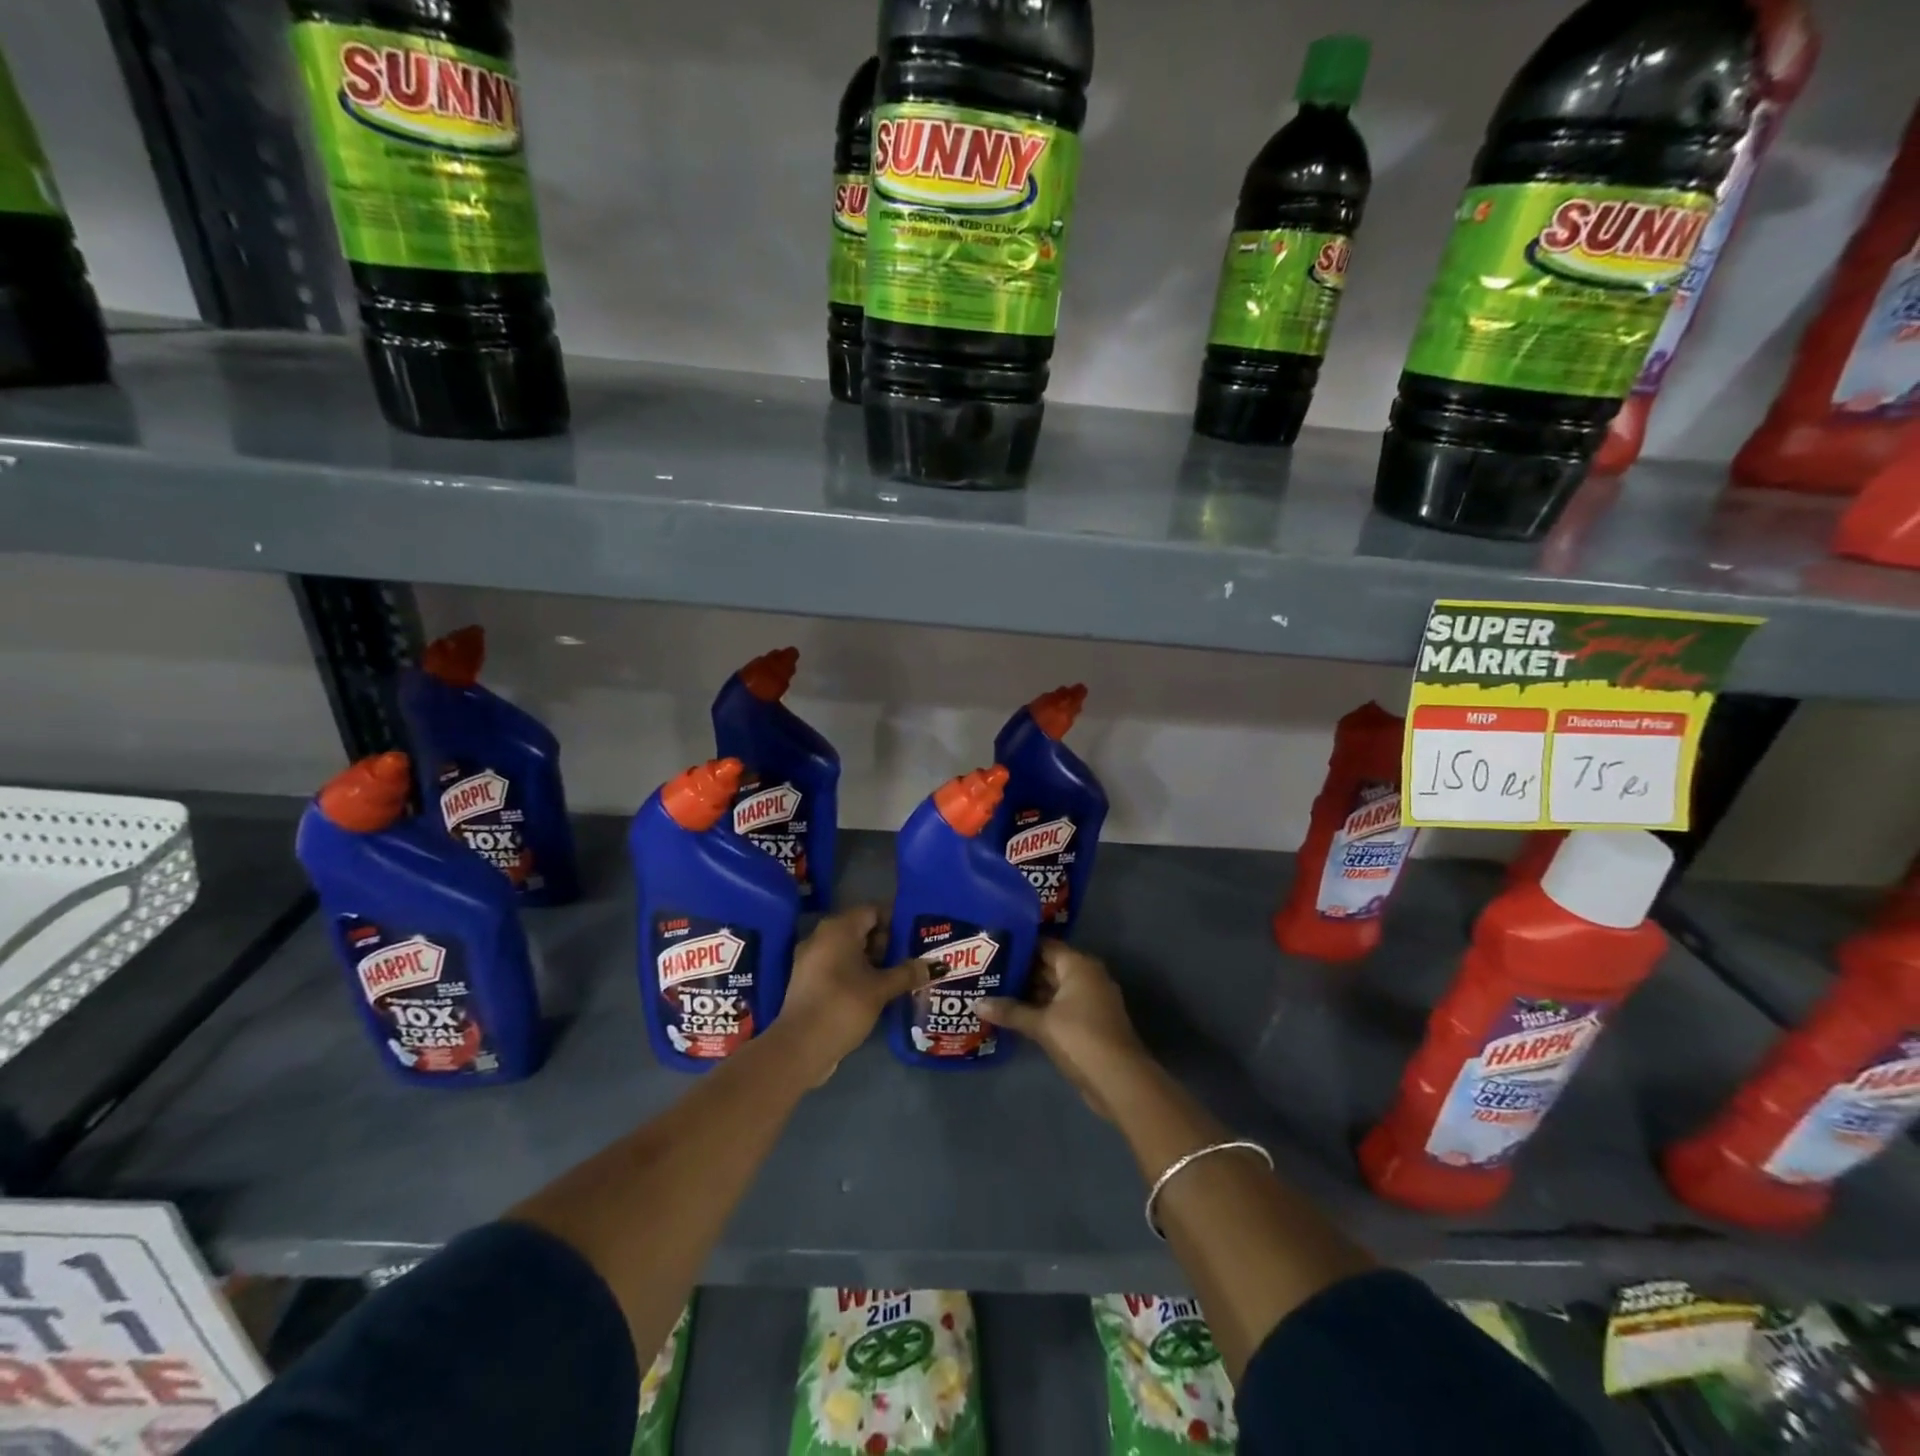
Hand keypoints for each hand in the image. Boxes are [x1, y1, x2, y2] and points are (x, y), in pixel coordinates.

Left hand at [775, 905, 926, 1081]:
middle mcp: (822, 936)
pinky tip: (877, 991)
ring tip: (900, 976)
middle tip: (913, 958)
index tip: (916, 936)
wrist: (799, 1047)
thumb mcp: (880, 989)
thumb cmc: (843, 1006)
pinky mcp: (808, 982)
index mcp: (838, 928)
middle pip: (862, 929)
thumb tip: (935, 965)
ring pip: (850, 950)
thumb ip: (907, 973)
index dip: (896, 921)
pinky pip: (838, 967)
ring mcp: (811, 959)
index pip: (873, 910)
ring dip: (874, 961)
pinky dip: (857, 974)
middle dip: (888, 943)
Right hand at [978, 941, 1151, 1120]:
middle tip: (987, 972)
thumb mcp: (1041, 1024)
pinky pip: (1059, 1008)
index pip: (1045, 946)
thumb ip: (1010, 1011)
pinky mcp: (1088, 1023)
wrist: (1119, 1081)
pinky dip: (1040, 1010)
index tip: (993, 949)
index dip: (1019, 947)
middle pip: (1048, 967)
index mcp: (1079, 966)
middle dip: (1020, 972)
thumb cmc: (1080, 1038)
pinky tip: (1014, 1016)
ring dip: (1028, 994)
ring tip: (993, 992)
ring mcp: (1090, 1001)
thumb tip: (976, 1004)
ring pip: (1053, 990)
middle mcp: (1087, 977)